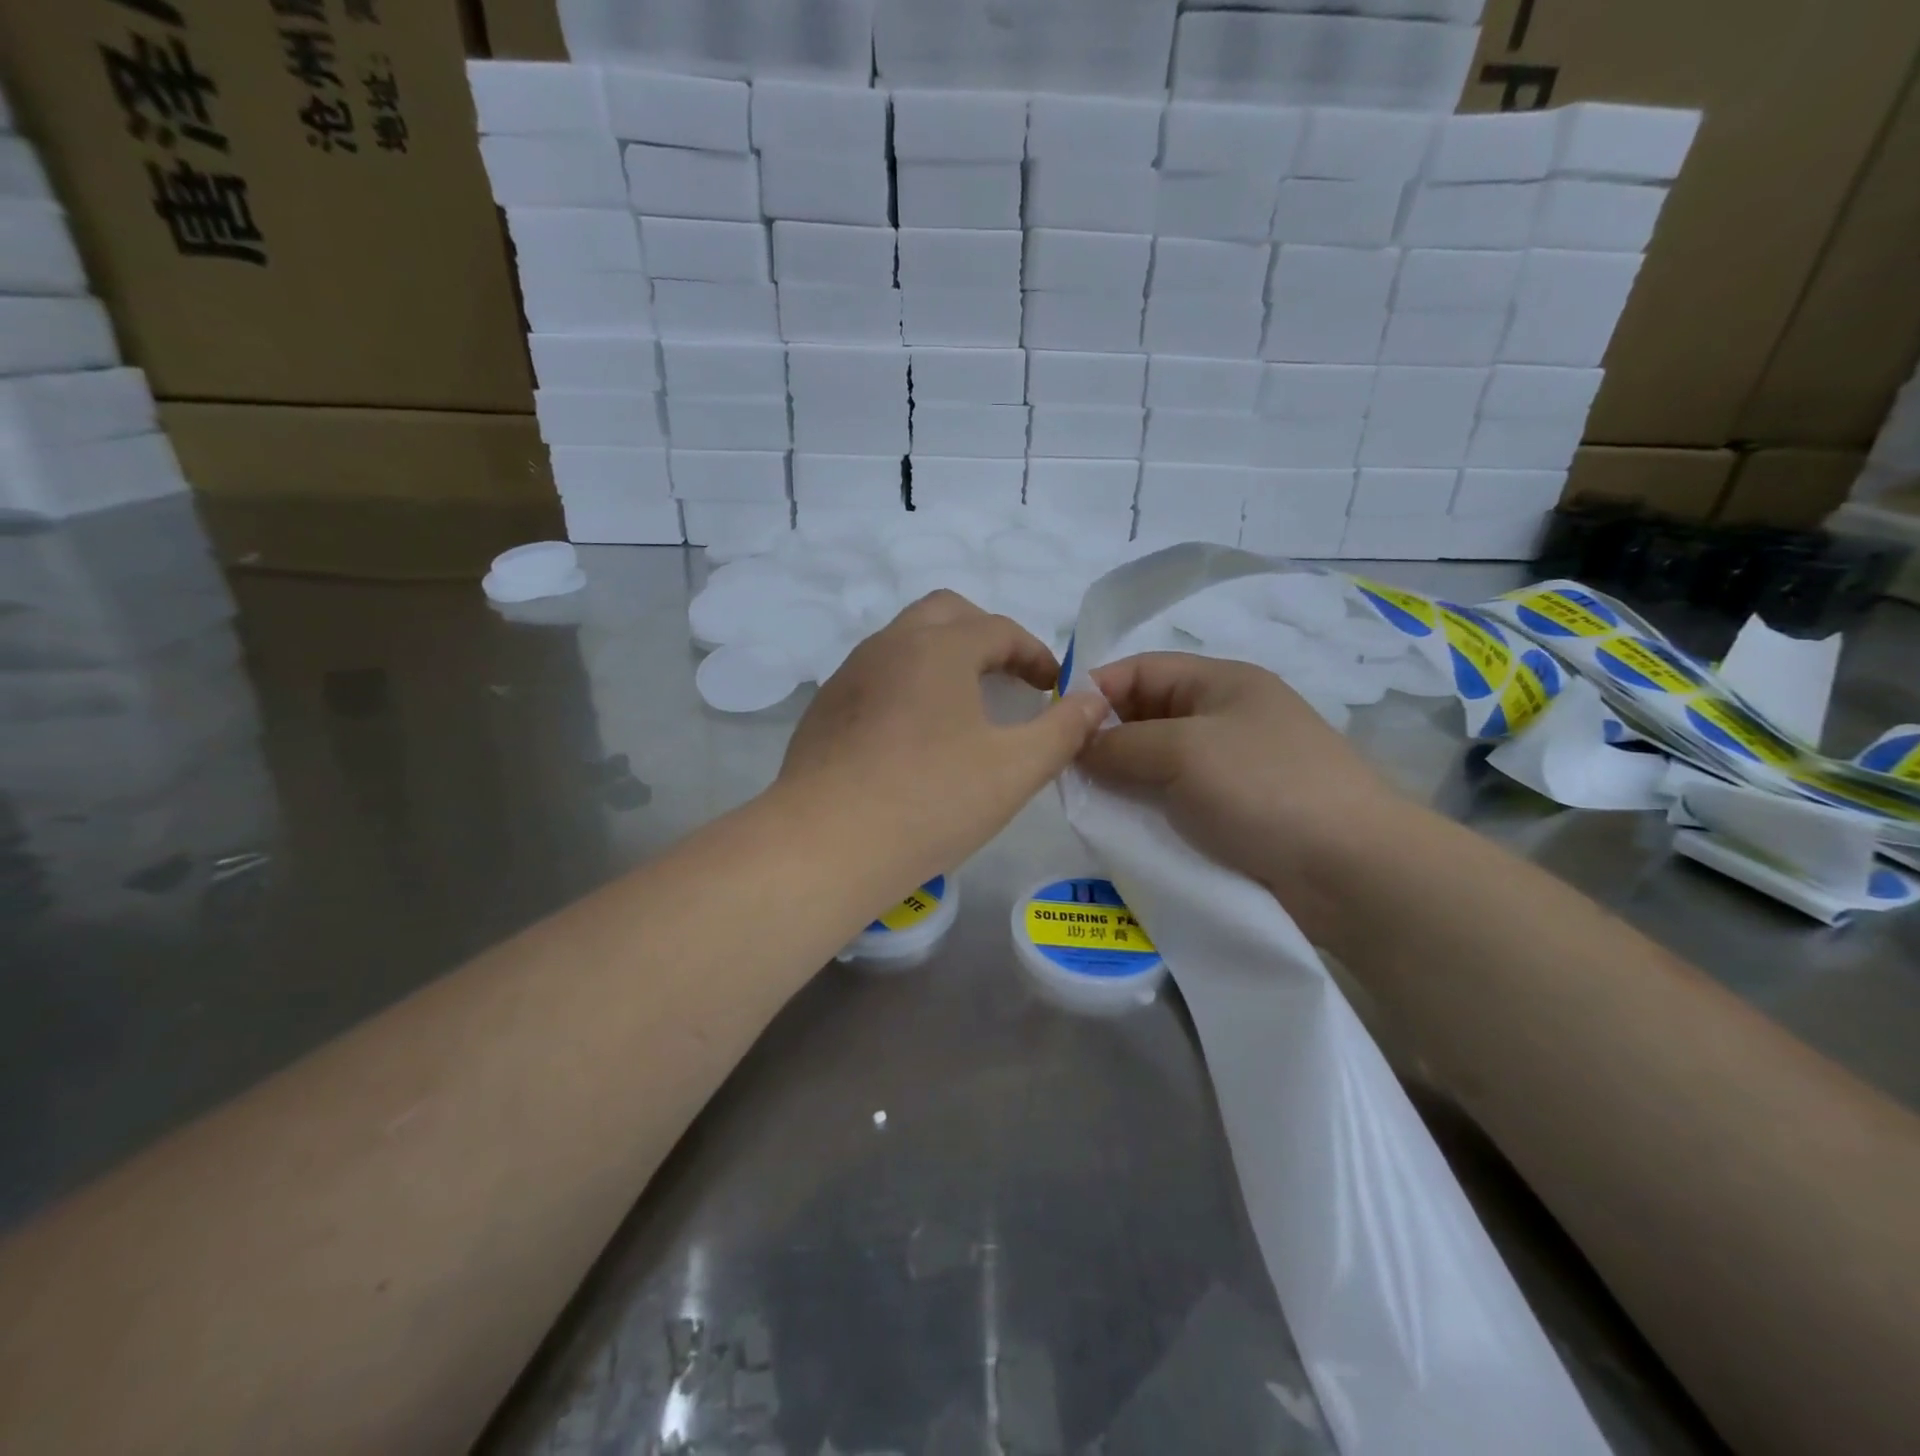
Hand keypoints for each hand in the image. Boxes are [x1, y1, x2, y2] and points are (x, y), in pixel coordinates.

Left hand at [780, 592, 1108, 890]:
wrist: (825, 845)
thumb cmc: (930, 800)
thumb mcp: (1015, 770)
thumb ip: (1063, 729)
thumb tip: (1094, 700)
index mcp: (939, 648)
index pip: (999, 629)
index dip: (1034, 654)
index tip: (1052, 687)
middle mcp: (889, 645)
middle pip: (946, 614)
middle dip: (986, 637)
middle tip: (1008, 679)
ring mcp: (849, 675)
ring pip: (904, 641)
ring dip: (943, 657)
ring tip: (964, 706)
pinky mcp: (824, 709)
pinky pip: (876, 676)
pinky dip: (907, 685)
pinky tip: (913, 736)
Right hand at [1082, 652, 1410, 949]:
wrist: (1351, 870)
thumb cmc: (1264, 787)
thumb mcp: (1183, 751)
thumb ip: (1120, 743)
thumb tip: (1077, 745)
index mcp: (1221, 683)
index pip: (1140, 670)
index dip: (1095, 690)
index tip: (1053, 726)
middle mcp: (1225, 719)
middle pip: (1146, 717)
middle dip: (1104, 740)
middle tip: (1064, 773)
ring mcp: (1232, 769)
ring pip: (1157, 764)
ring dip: (1122, 781)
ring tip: (1086, 805)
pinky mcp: (1235, 815)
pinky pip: (1176, 802)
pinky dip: (1147, 811)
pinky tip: (1121, 829)